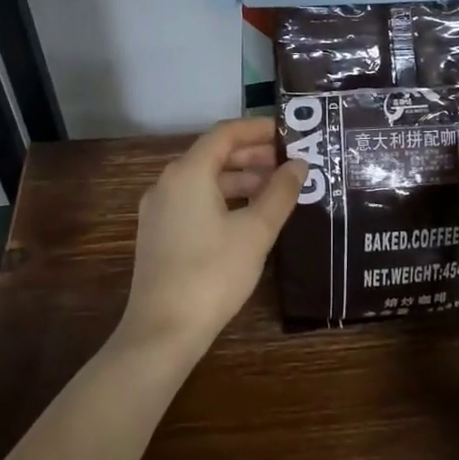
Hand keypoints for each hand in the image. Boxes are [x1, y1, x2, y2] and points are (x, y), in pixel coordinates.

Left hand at [122, 117, 305, 347]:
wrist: (163, 330)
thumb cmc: (213, 273)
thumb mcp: (255, 231)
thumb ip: (280, 193)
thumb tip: (299, 165)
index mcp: (188, 173)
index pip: (225, 134)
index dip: (258, 129)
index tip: (288, 133)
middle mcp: (167, 183)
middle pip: (213, 155)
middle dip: (252, 156)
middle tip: (289, 163)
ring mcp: (159, 209)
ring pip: (204, 180)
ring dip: (239, 180)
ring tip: (275, 191)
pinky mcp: (159, 233)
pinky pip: (194, 201)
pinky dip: (222, 199)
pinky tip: (248, 217)